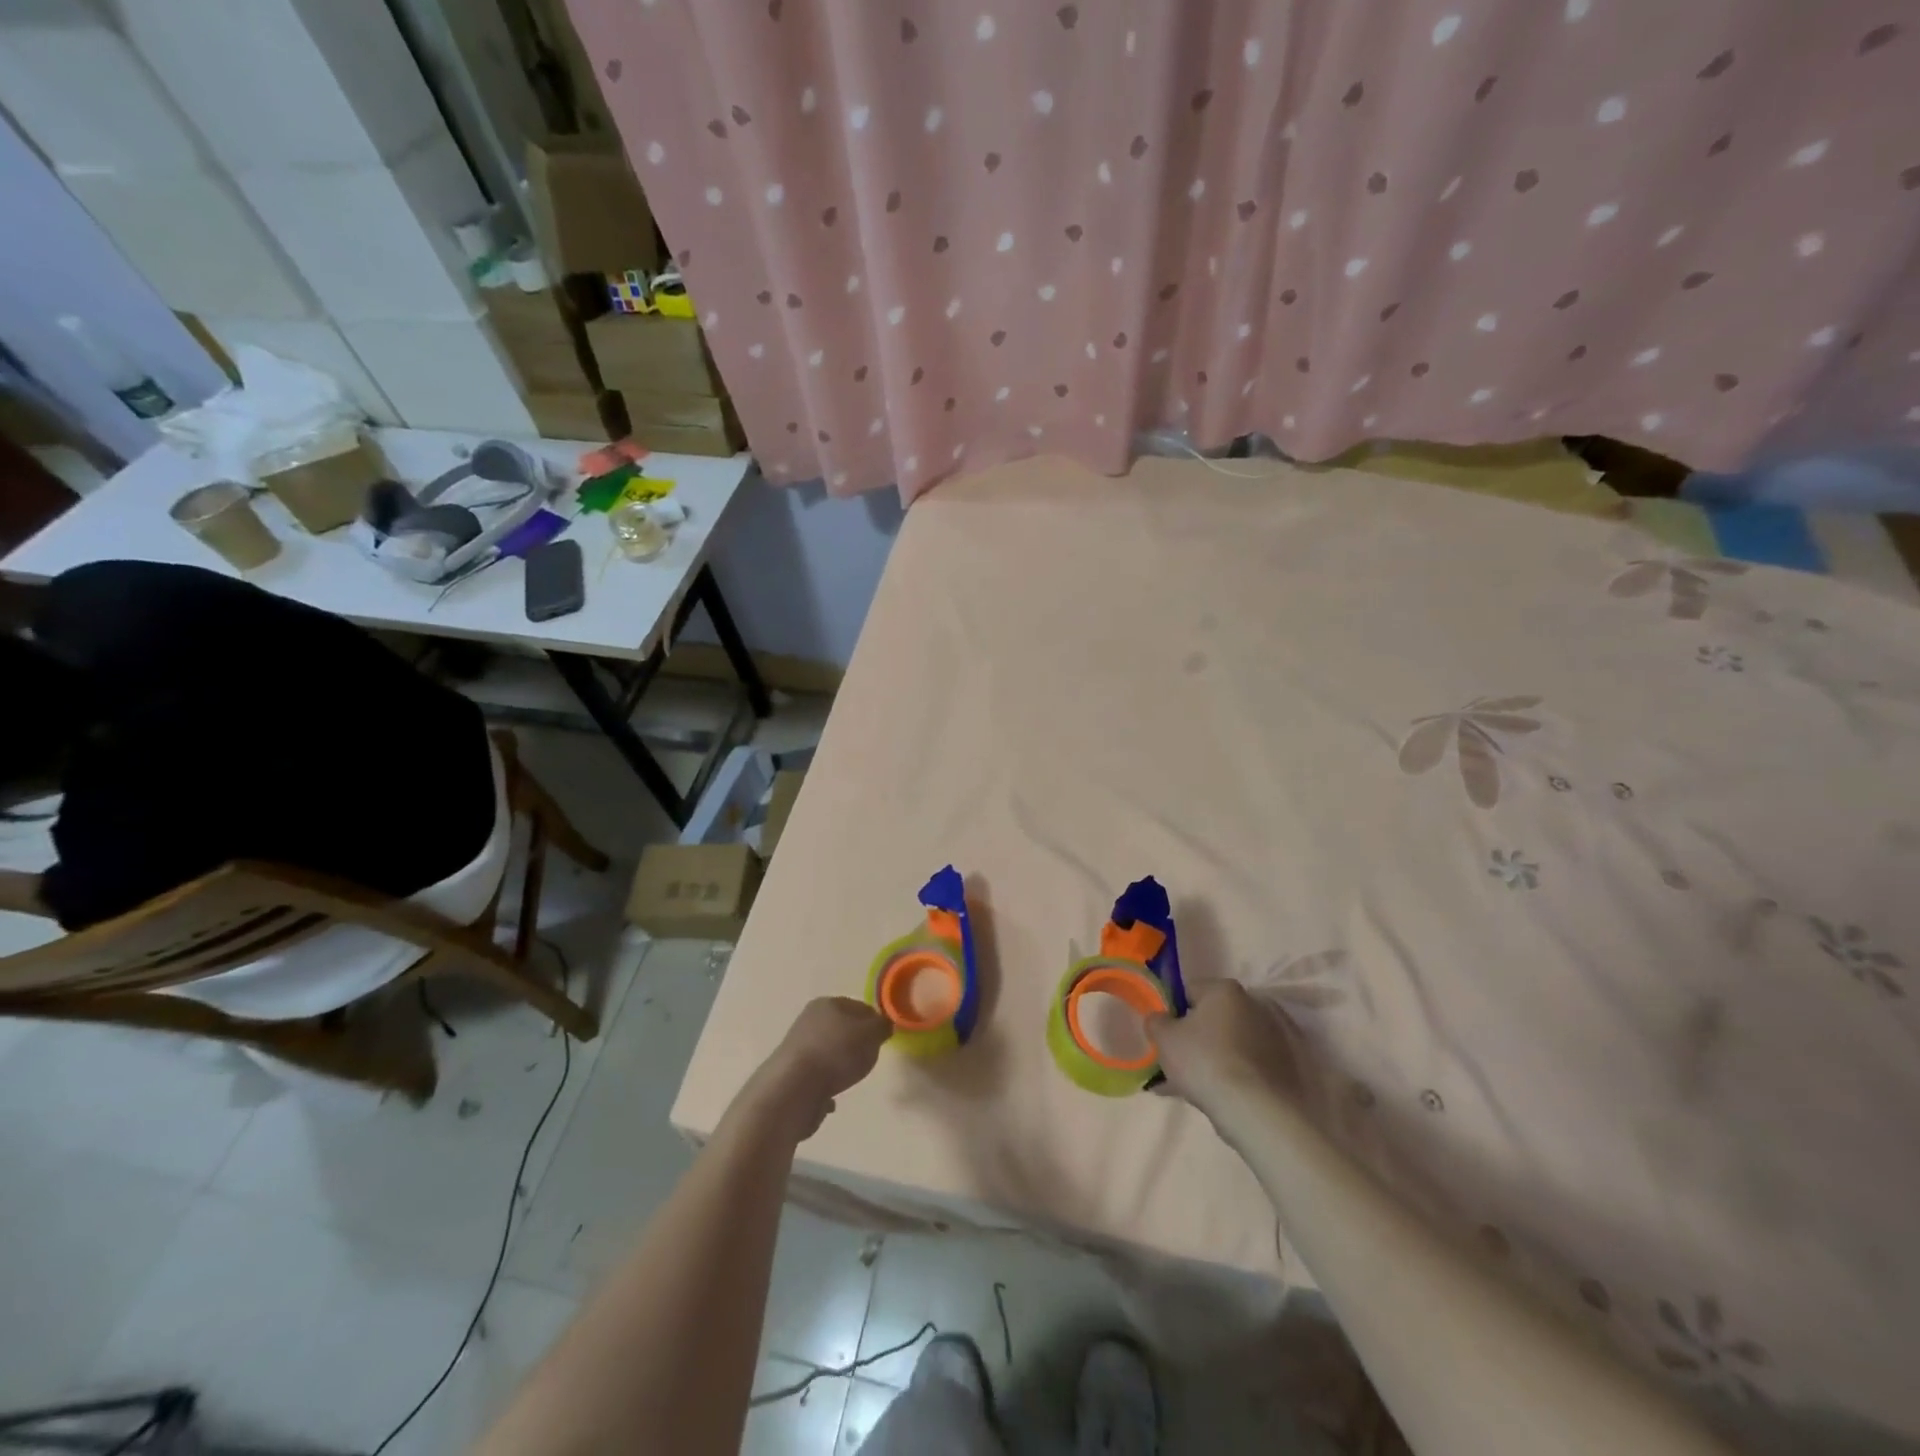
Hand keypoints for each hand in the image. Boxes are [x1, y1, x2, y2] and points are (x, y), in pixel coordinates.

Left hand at [737, 997, 891, 1141]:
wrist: (793, 1091)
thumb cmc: (836, 1054)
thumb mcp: (871, 1034)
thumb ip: (881, 1026)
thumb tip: (883, 1025)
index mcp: (826, 1004)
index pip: (859, 1006)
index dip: (874, 1021)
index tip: (884, 1038)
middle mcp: (808, 1021)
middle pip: (842, 1029)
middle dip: (857, 1043)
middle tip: (869, 1058)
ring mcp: (797, 1049)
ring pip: (828, 1052)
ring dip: (840, 1064)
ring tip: (850, 1078)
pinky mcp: (791, 1076)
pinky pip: (817, 1077)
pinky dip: (825, 1084)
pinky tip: (832, 1098)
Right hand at [1147, 979, 1306, 1120]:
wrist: (1258, 1112)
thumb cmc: (1205, 1062)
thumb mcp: (1164, 1038)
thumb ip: (1156, 1021)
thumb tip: (1160, 1019)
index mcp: (1225, 990)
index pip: (1189, 992)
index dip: (1172, 1014)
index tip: (1165, 1038)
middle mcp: (1255, 1004)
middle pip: (1214, 1019)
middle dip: (1195, 1039)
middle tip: (1177, 1065)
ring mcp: (1277, 1037)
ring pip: (1232, 1045)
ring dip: (1214, 1060)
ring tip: (1193, 1089)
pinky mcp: (1289, 1068)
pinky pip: (1250, 1066)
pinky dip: (1234, 1076)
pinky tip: (1216, 1098)